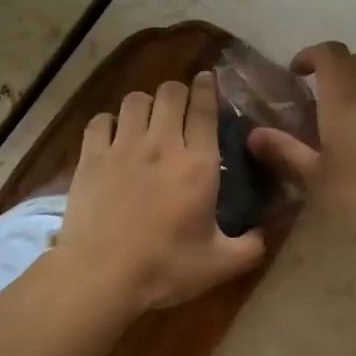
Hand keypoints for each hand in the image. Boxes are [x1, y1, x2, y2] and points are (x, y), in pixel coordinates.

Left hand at [56, 72, 265, 313]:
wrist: (102, 276)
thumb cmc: (165, 269)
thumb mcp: (220, 265)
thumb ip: (250, 248)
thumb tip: (264, 234)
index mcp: (198, 165)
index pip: (204, 109)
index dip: (207, 88)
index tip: (208, 79)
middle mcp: (162, 145)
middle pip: (170, 93)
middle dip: (178, 92)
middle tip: (180, 106)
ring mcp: (123, 148)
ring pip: (135, 100)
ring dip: (145, 104)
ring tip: (147, 120)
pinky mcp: (91, 157)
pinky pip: (100, 121)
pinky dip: (109, 123)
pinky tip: (112, 137)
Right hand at [248, 42, 355, 244]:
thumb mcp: (318, 179)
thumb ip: (286, 153)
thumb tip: (254, 135)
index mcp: (345, 97)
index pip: (329, 53)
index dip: (311, 55)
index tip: (296, 71)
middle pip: (354, 63)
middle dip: (333, 71)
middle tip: (314, 98)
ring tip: (341, 130)